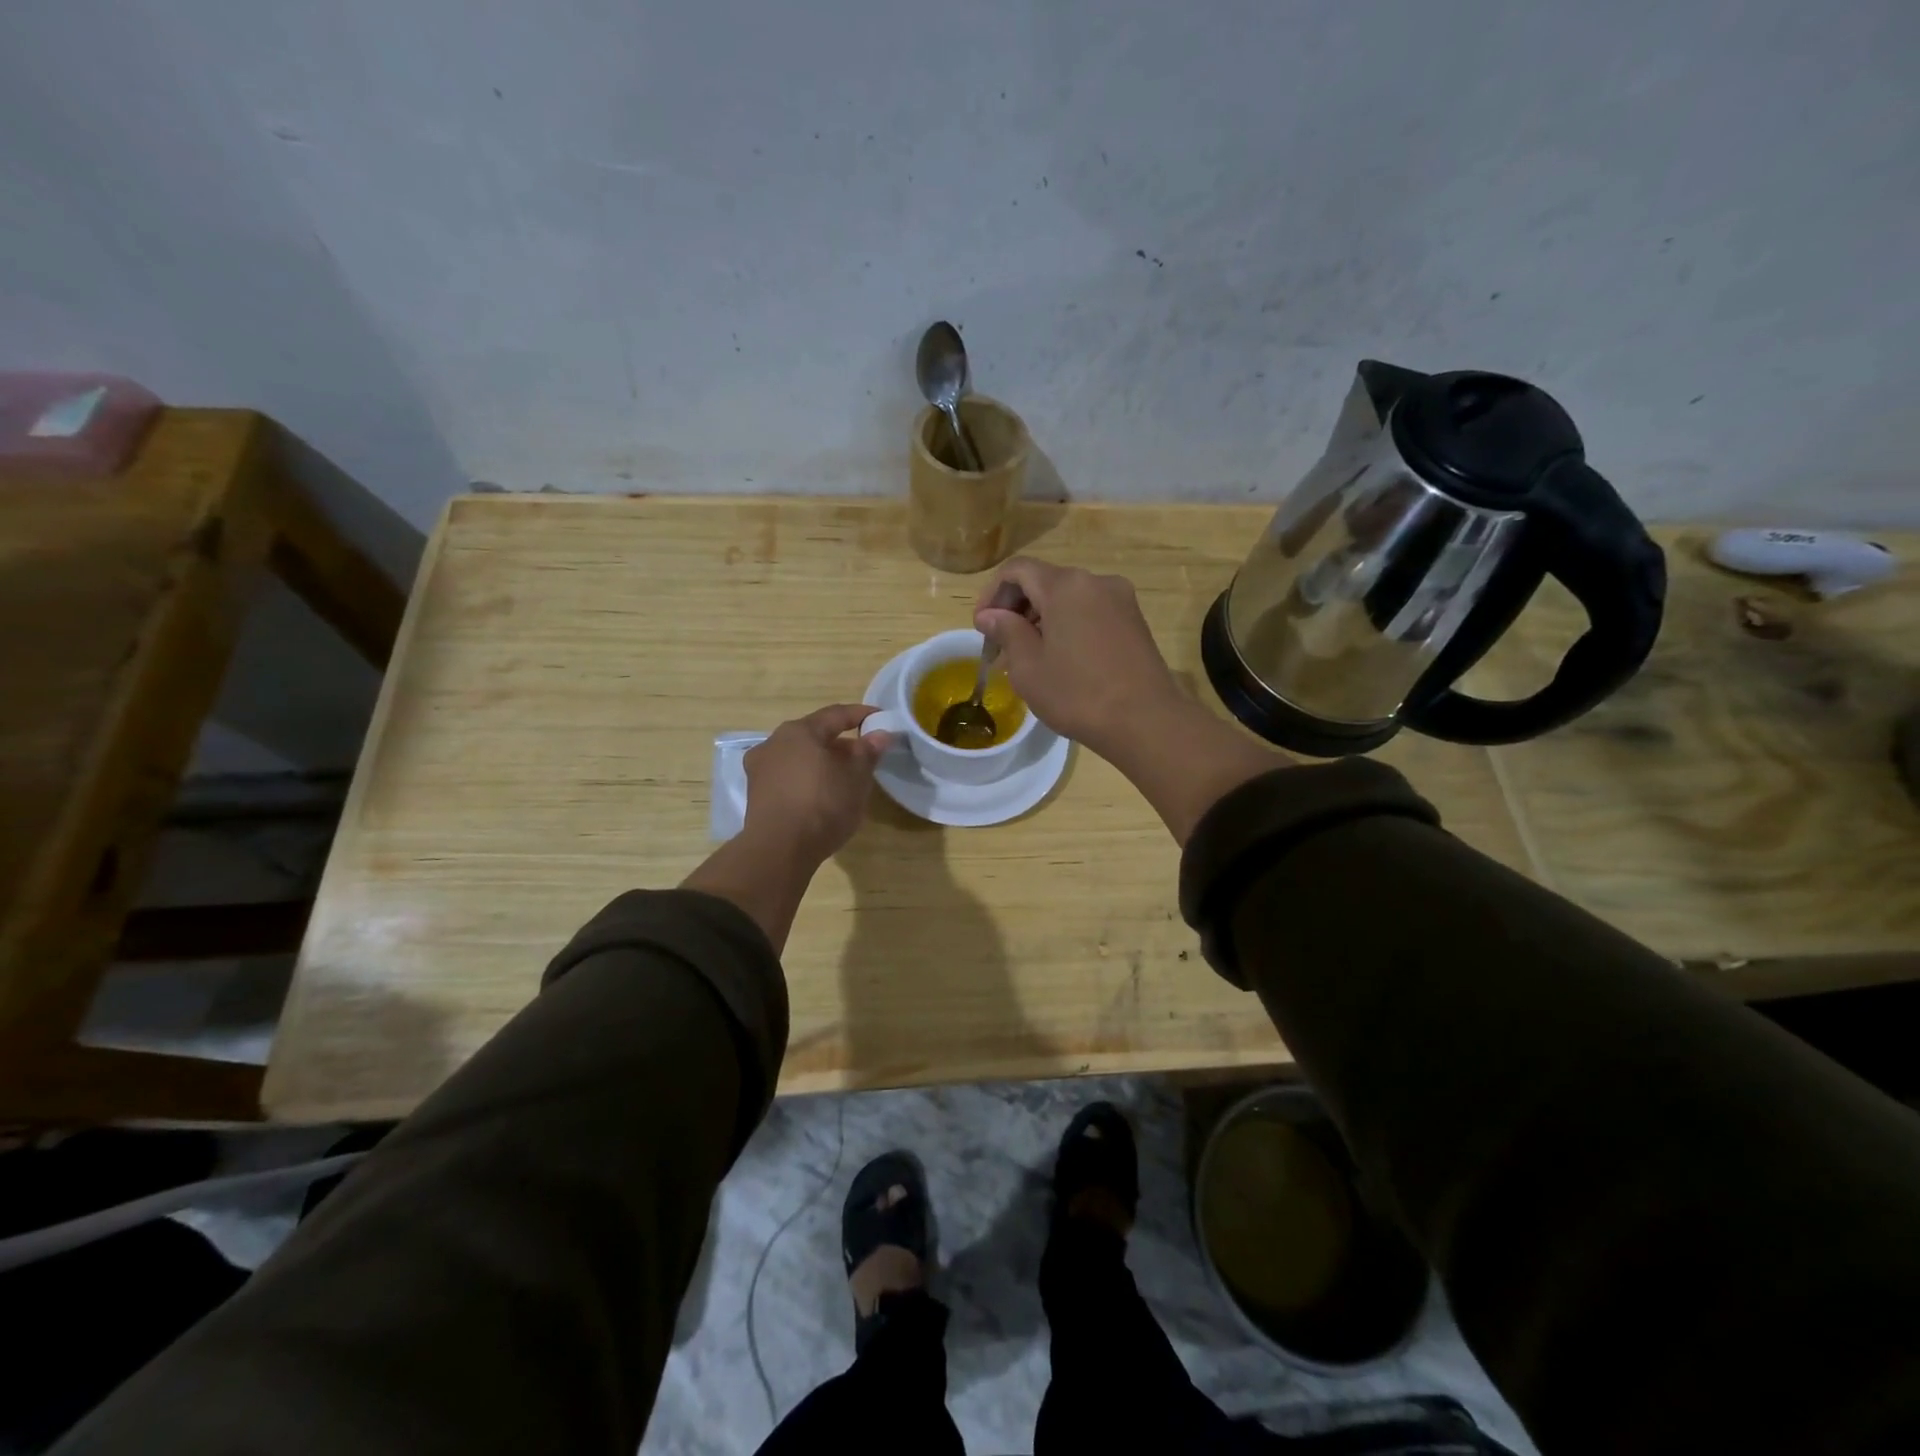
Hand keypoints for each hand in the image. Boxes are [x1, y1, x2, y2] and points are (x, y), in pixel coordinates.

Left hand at [742, 704, 892, 864]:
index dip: (861, 715)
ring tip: (844, 776)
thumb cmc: (823, 805)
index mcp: (799, 731)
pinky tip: (821, 793)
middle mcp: (774, 742)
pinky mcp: (756, 794)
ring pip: (799, 756)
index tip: (881, 719)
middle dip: (841, 742)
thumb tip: (880, 734)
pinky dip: (807, 778)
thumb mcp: (856, 778)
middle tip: (864, 754)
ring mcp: (760, 769)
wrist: (779, 850)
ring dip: (822, 761)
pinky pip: (788, 776)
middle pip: (814, 735)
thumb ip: (868, 751)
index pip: (836, 714)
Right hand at [973, 558, 1183, 755]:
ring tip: (1030, 656)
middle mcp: (1095, 581)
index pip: (1017, 570)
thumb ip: (1006, 631)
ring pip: (1068, 597)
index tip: (982, 627)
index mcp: (1065, 585)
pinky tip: (1062, 658)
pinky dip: (1068, 624)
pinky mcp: (1134, 620)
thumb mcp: (1028, 667)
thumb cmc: (1077, 693)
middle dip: (1017, 607)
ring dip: (1042, 618)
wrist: (1145, 720)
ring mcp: (1120, 599)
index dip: (992, 594)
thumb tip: (990, 615)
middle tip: (1001, 645)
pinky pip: (1090, 611)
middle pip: (1044, 581)